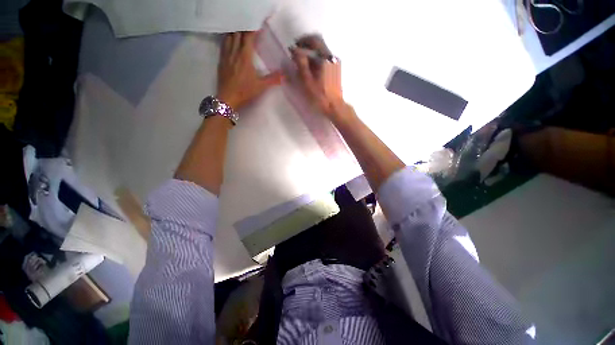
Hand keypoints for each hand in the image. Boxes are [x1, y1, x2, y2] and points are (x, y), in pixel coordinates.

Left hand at [217, 31, 283, 109]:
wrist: (228, 98)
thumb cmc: (245, 91)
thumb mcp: (261, 86)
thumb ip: (273, 79)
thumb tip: (285, 75)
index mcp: (245, 56)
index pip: (249, 36)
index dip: (254, 29)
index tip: (260, 26)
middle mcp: (234, 52)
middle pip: (238, 33)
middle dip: (245, 29)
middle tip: (251, 29)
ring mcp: (226, 55)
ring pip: (229, 37)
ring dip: (236, 32)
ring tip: (242, 33)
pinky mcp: (221, 60)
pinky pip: (223, 44)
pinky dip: (228, 39)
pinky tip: (231, 42)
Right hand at [290, 35, 347, 119]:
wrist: (334, 106)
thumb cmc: (320, 95)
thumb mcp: (308, 81)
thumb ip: (301, 64)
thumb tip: (295, 50)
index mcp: (326, 58)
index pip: (315, 40)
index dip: (303, 41)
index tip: (295, 46)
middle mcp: (332, 57)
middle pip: (318, 45)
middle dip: (306, 47)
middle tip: (297, 55)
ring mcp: (335, 64)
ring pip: (321, 53)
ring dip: (311, 55)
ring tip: (302, 64)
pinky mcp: (336, 70)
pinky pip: (324, 60)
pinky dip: (316, 61)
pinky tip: (310, 70)